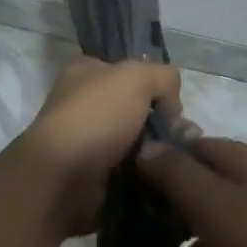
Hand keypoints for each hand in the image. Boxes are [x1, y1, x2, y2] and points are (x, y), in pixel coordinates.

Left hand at [14, 56, 182, 235]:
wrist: (63, 177)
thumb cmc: (96, 115)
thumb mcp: (137, 77)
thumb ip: (163, 77)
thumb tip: (172, 107)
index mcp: (84, 71)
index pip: (126, 70)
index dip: (153, 83)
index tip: (173, 104)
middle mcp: (81, 102)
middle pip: (134, 107)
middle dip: (160, 121)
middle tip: (183, 136)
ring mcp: (85, 140)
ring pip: (135, 141)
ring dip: (156, 150)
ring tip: (178, 159)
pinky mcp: (91, 174)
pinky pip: (129, 169)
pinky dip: (146, 173)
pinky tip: (163, 176)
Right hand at [136, 137, 246, 246]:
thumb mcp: (212, 207)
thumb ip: (176, 175)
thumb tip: (146, 145)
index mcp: (241, 159)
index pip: (189, 148)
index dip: (159, 168)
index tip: (133, 198)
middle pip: (206, 186)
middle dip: (176, 215)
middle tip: (150, 246)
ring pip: (226, 222)